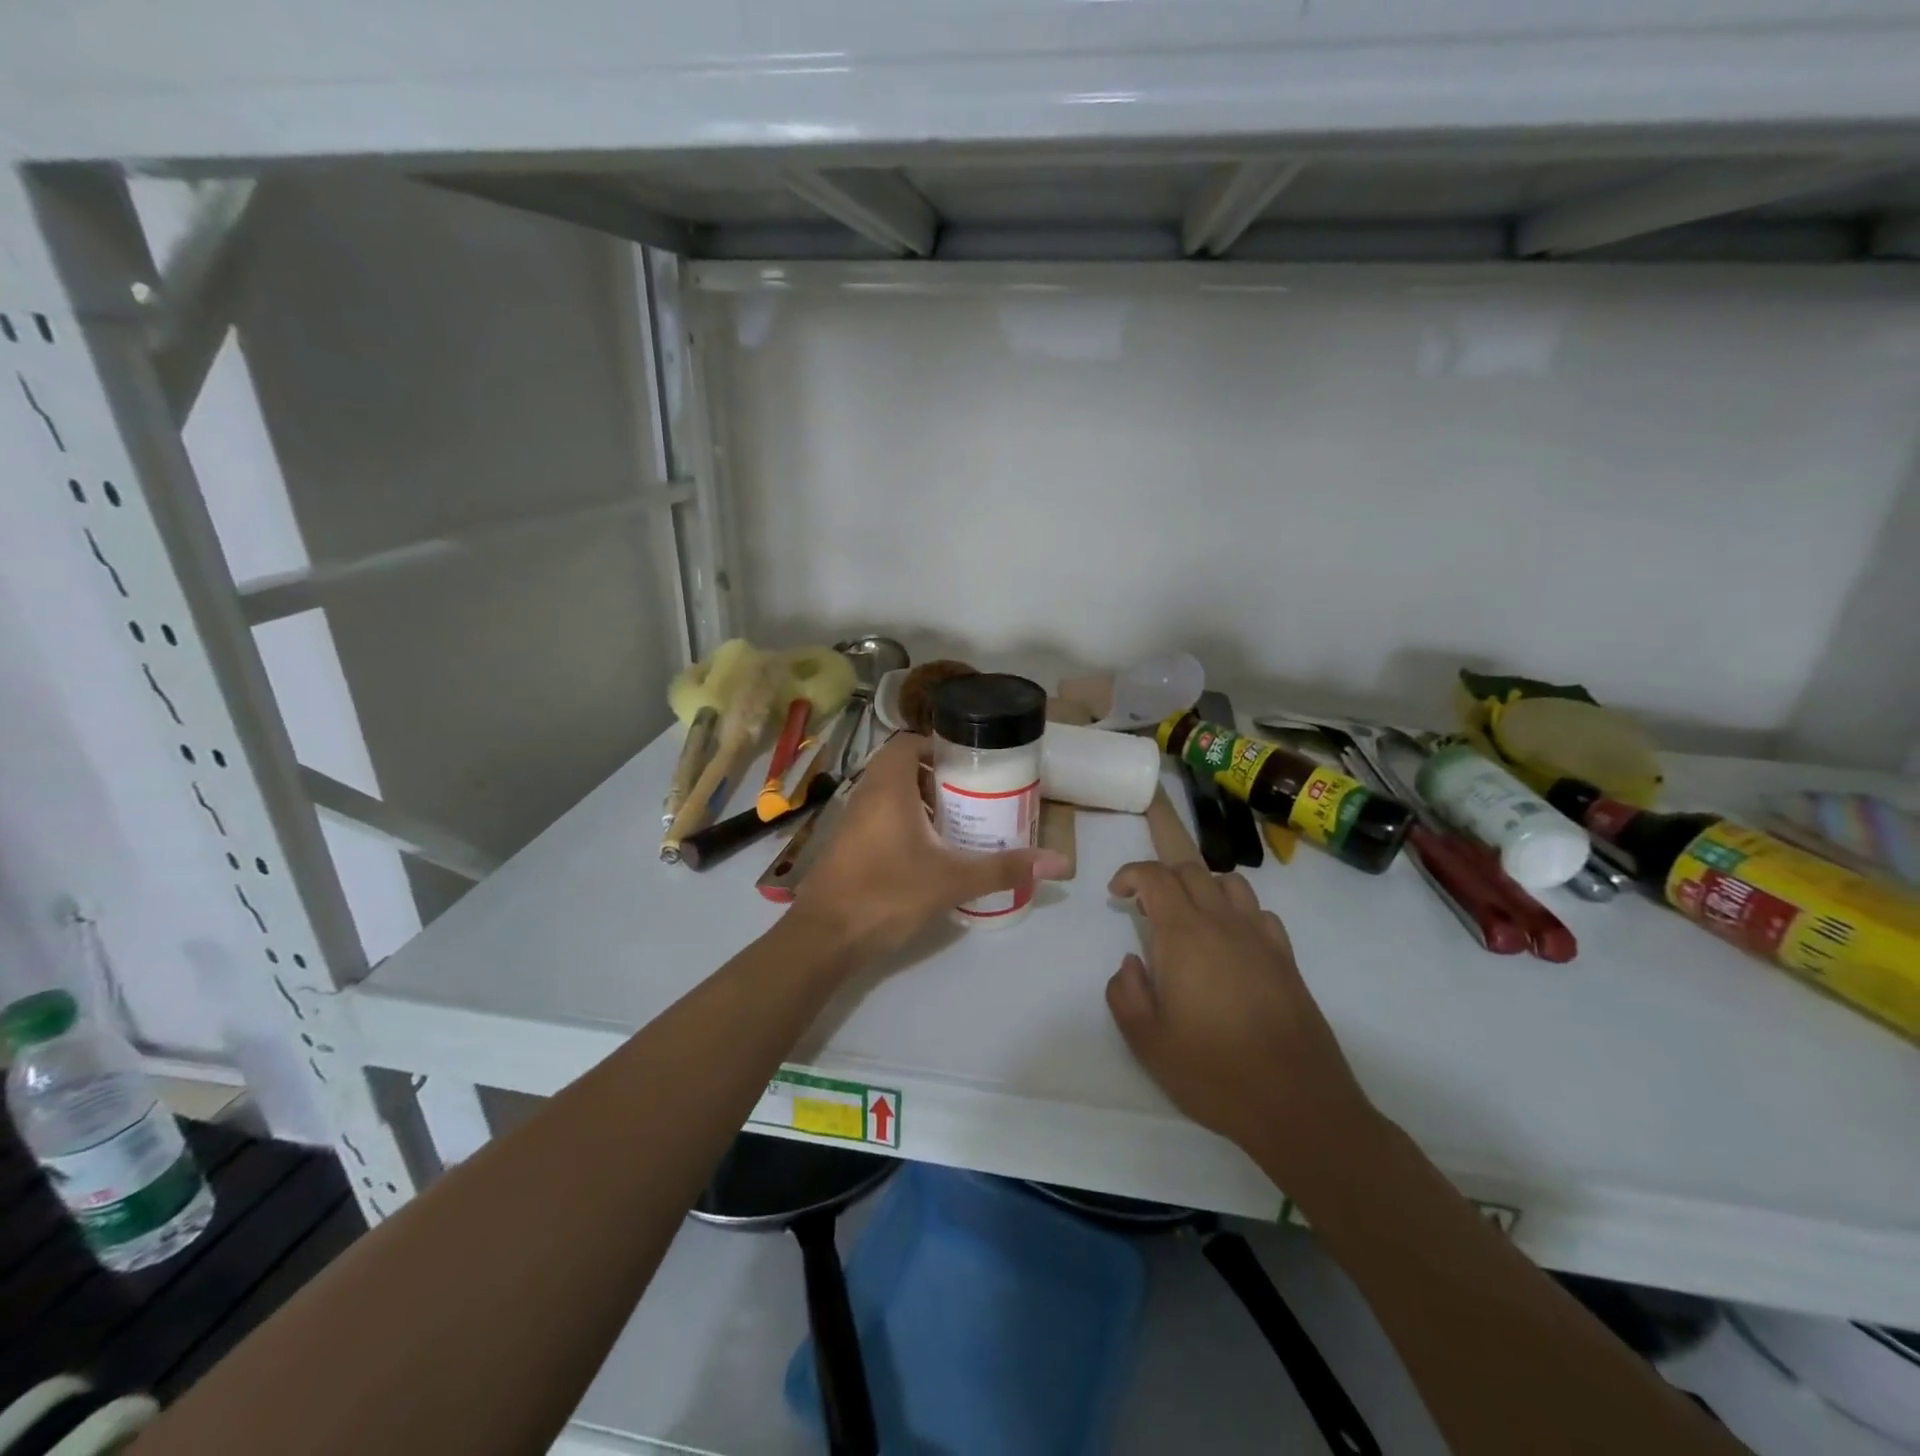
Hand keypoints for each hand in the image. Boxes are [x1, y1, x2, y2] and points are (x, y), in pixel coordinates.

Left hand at [794, 734, 1068, 962]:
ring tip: (957, 819)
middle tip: (972, 792)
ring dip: (920, 799)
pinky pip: (879, 816)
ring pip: (889, 793)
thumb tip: (1058, 862)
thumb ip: (1003, 868)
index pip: (909, 742)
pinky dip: (904, 820)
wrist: (824, 937)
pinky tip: (929, 851)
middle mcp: (865, 794)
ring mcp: (852, 820)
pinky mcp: (847, 845)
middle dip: (937, 775)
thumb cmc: (886, 894)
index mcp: (887, 787)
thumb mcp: (951, 880)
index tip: (970, 763)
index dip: (939, 745)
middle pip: (901, 766)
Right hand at [1105, 862, 1375, 1173]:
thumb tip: (1130, 963)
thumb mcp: (1147, 1042)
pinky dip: (1238, 912)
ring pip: (1230, 883)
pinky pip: (1259, 913)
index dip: (1131, 874)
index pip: (1155, 877)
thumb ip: (1125, 993)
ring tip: (1189, 918)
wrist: (1297, 1104)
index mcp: (1183, 936)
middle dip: (1162, 877)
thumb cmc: (1213, 1072)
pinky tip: (1230, 943)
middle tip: (1146, 907)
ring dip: (1202, 887)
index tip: (1117, 894)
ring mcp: (1260, 938)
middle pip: (1191, 871)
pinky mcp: (1287, 959)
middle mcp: (1222, 924)